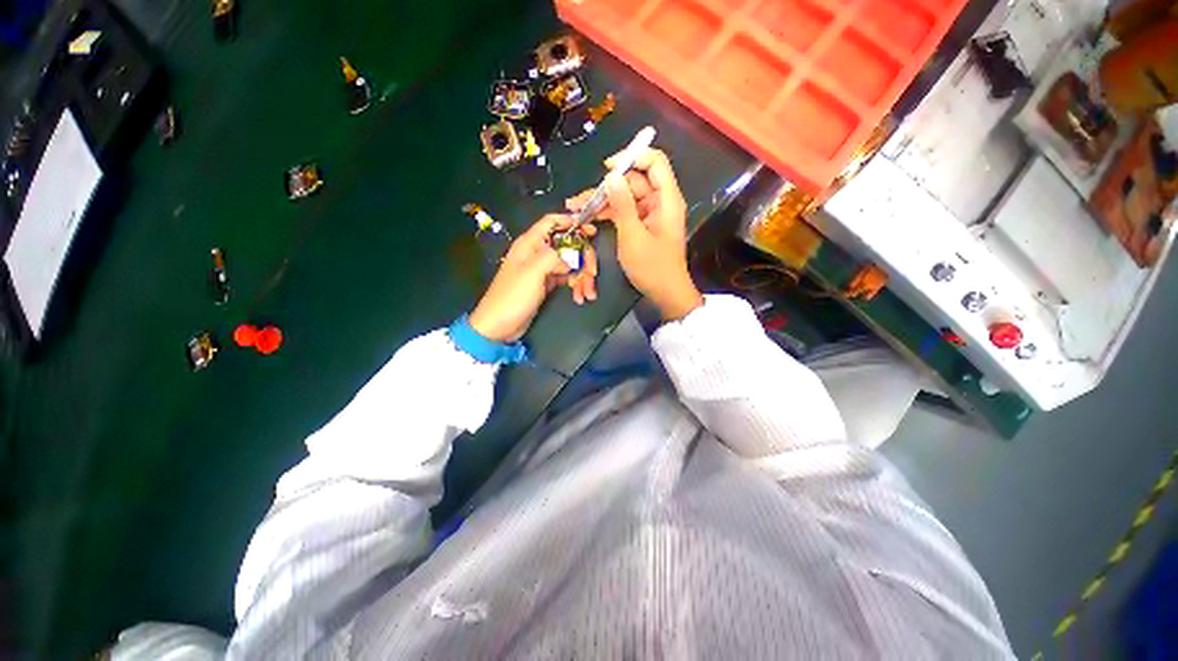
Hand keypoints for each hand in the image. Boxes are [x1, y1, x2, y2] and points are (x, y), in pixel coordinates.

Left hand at [469, 215, 598, 342]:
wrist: (499, 325)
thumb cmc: (513, 296)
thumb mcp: (532, 272)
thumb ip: (553, 257)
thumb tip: (569, 259)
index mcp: (530, 244)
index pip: (551, 222)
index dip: (571, 222)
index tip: (590, 230)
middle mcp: (537, 253)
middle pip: (567, 245)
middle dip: (583, 258)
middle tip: (593, 273)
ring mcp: (542, 269)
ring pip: (569, 263)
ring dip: (582, 276)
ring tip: (588, 293)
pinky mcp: (546, 283)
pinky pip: (566, 278)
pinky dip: (575, 285)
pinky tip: (579, 296)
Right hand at [567, 148, 701, 320]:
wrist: (665, 293)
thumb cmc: (652, 267)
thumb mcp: (633, 236)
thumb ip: (622, 205)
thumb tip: (611, 175)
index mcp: (666, 199)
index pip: (654, 162)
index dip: (632, 158)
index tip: (607, 168)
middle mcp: (660, 202)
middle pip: (634, 180)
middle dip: (608, 185)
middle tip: (581, 198)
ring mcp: (650, 214)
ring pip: (626, 197)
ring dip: (602, 201)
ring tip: (576, 207)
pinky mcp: (642, 225)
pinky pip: (624, 211)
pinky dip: (608, 213)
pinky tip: (589, 216)